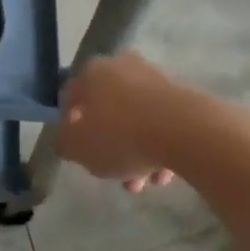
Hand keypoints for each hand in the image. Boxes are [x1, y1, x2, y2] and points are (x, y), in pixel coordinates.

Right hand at [57, 52, 188, 192]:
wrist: (185, 130)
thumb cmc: (121, 136)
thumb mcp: (79, 147)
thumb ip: (64, 143)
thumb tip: (65, 138)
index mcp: (92, 72)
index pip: (71, 96)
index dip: (69, 125)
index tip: (77, 151)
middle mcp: (121, 66)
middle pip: (106, 110)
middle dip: (108, 146)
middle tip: (112, 173)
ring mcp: (153, 79)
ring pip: (135, 119)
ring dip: (134, 151)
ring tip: (143, 184)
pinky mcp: (180, 94)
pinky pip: (159, 122)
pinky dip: (157, 145)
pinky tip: (162, 174)